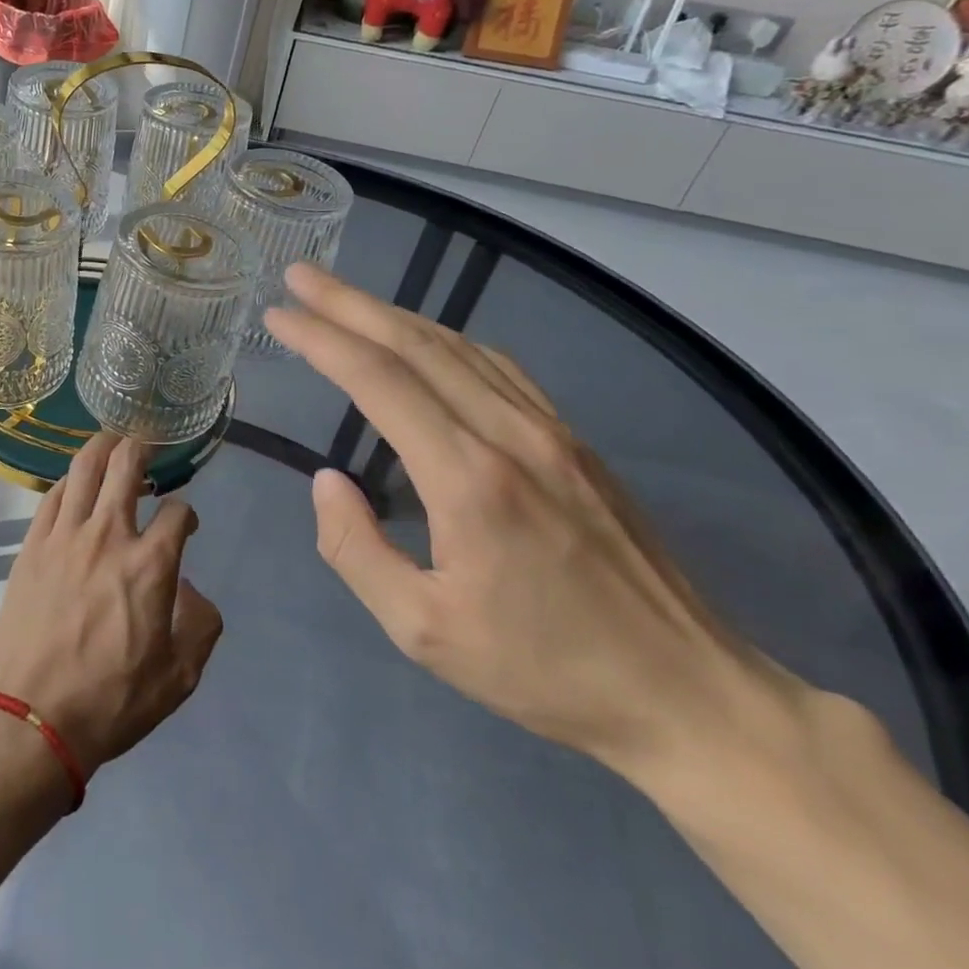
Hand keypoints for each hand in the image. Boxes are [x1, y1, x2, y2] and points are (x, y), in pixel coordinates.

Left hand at [0, 434, 223, 777]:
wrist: (30, 717)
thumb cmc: (110, 701)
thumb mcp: (179, 677)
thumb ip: (199, 625)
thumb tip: (190, 590)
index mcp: (150, 565)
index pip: (179, 513)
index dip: (188, 514)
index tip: (186, 525)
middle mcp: (108, 535)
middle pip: (126, 465)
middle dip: (142, 446)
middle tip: (149, 441)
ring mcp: (64, 535)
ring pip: (84, 468)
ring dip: (103, 446)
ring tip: (113, 440)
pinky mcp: (32, 545)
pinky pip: (51, 496)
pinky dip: (68, 481)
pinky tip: (74, 484)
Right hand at [266, 263, 802, 784]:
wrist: (689, 693)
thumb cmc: (545, 670)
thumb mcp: (424, 632)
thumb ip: (357, 550)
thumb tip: (327, 481)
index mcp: (468, 479)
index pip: (378, 380)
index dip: (321, 339)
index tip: (278, 315)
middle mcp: (508, 434)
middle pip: (415, 343)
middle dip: (348, 303)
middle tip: (300, 275)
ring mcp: (548, 431)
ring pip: (457, 346)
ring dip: (393, 313)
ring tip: (344, 298)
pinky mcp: (572, 441)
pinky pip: (496, 367)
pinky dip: (444, 339)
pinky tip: (425, 339)